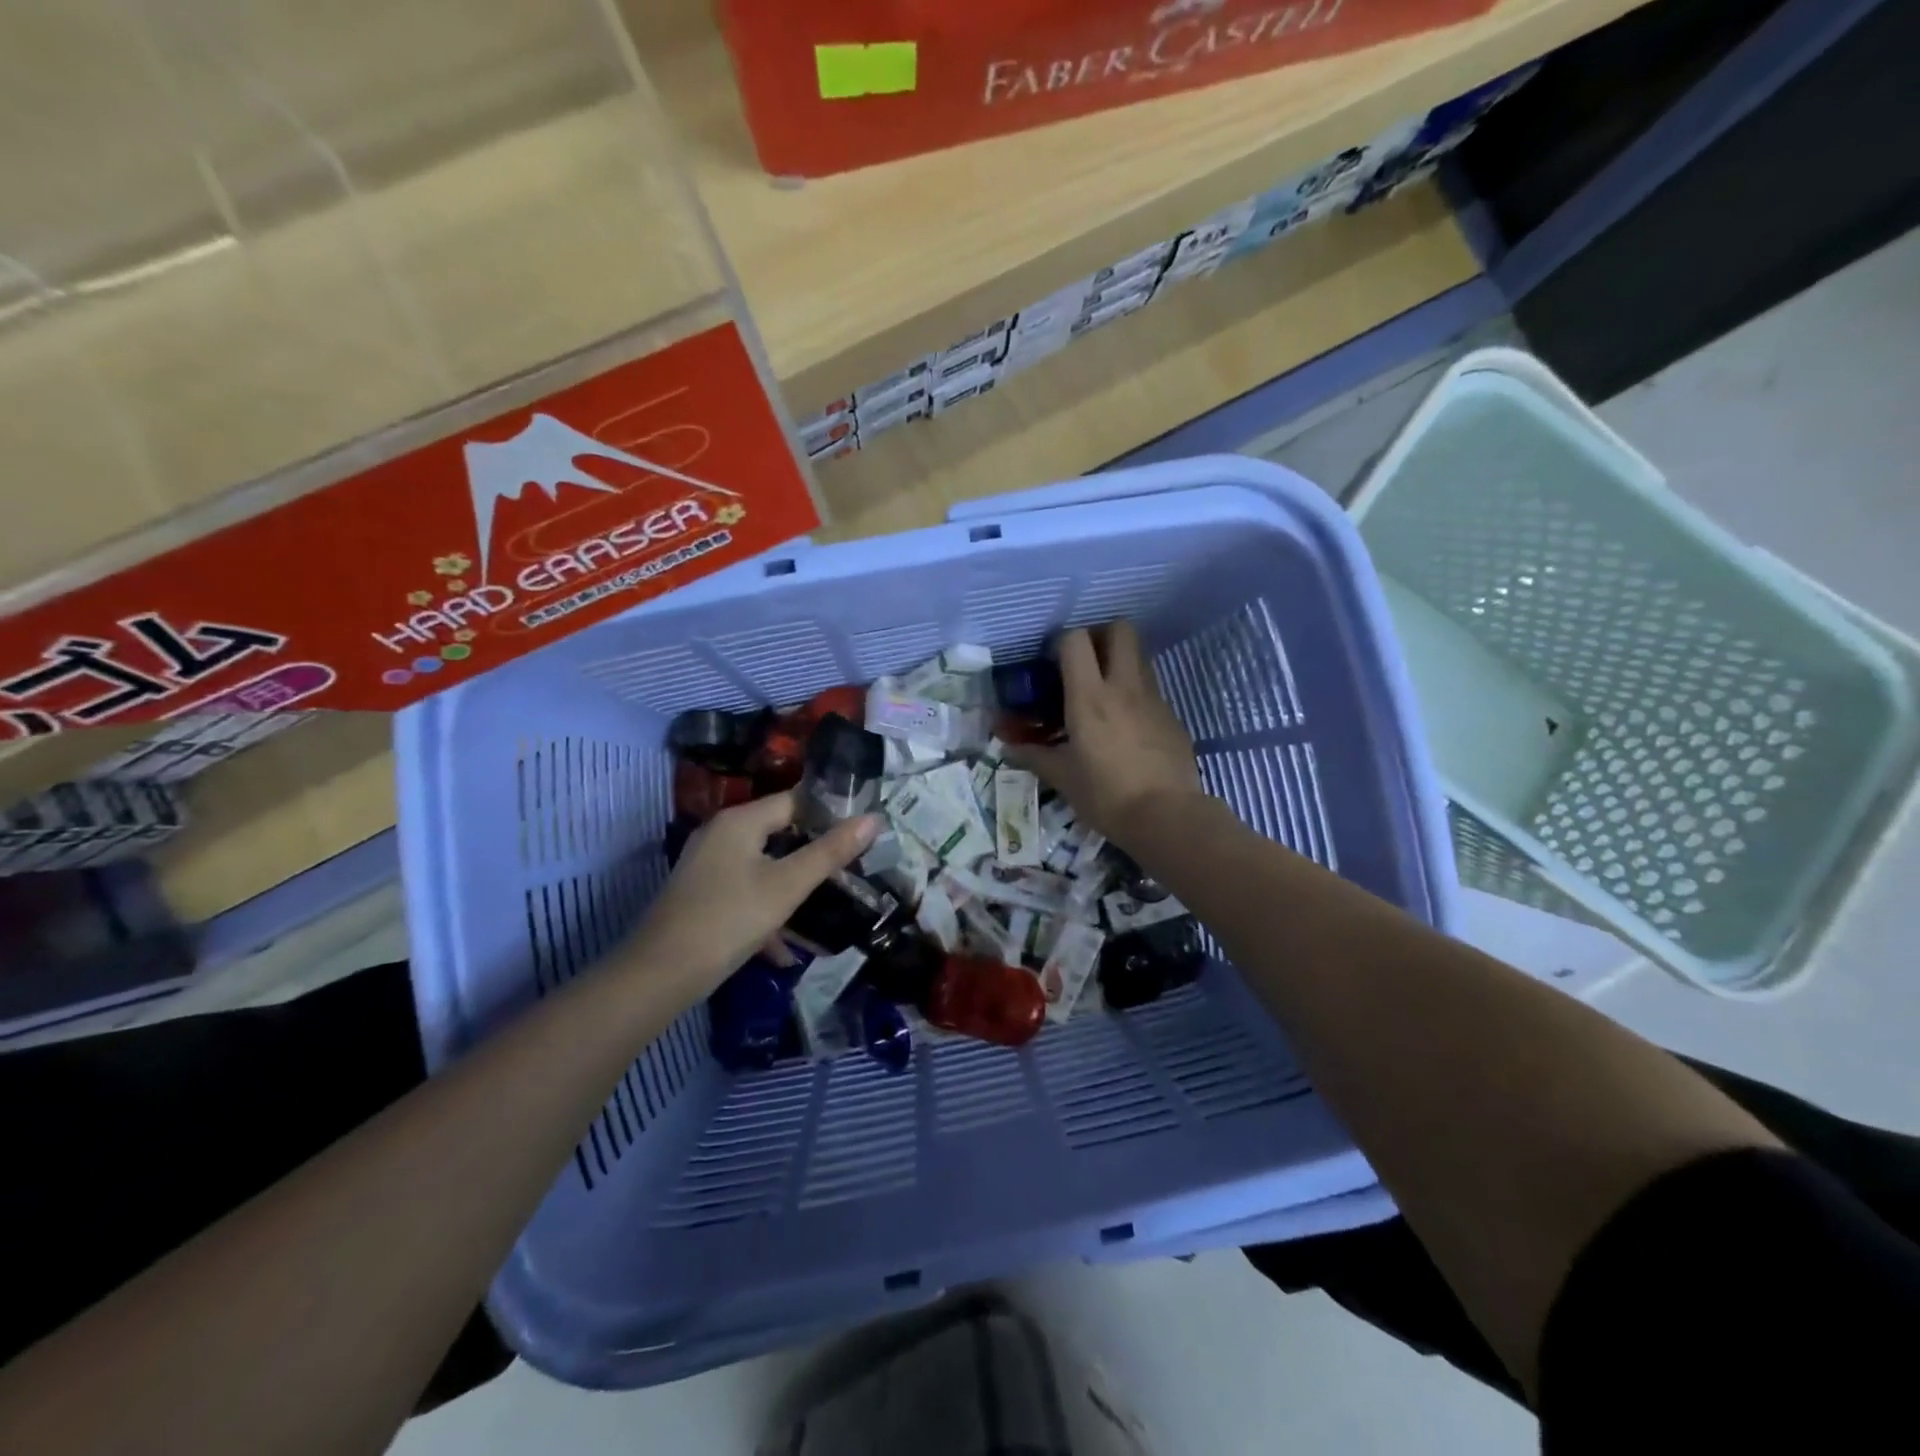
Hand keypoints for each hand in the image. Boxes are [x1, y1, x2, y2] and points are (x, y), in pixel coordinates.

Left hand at [630, 792, 879, 991]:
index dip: (829, 814)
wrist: (659, 975)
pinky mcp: (701, 896)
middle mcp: (720, 834)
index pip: (794, 801)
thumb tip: (873, 818)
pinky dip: (767, 913)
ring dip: (793, 891)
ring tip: (826, 913)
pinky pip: (745, 894)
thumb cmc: (729, 919)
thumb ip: (831, 852)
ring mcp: (707, 867)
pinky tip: (785, 951)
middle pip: (779, 834)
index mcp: (740, 821)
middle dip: (814, 856)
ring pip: (764, 869)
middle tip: (851, 872)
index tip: (861, 835)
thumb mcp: (788, 886)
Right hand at [1010, 622, 1202, 843]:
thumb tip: (1008, 748)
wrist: (1167, 817)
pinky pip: (1151, 690)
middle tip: (1085, 662)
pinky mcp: (1172, 717)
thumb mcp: (1063, 778)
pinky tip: (1127, 728)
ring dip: (1120, 663)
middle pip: (1120, 630)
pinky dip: (1136, 695)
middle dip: (1101, 635)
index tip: (1053, 664)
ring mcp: (1154, 699)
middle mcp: (1124, 687)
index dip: (1062, 642)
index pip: (1076, 639)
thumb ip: (1034, 756)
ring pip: (1139, 657)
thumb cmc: (1106, 795)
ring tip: (1104, 695)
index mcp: (1090, 697)